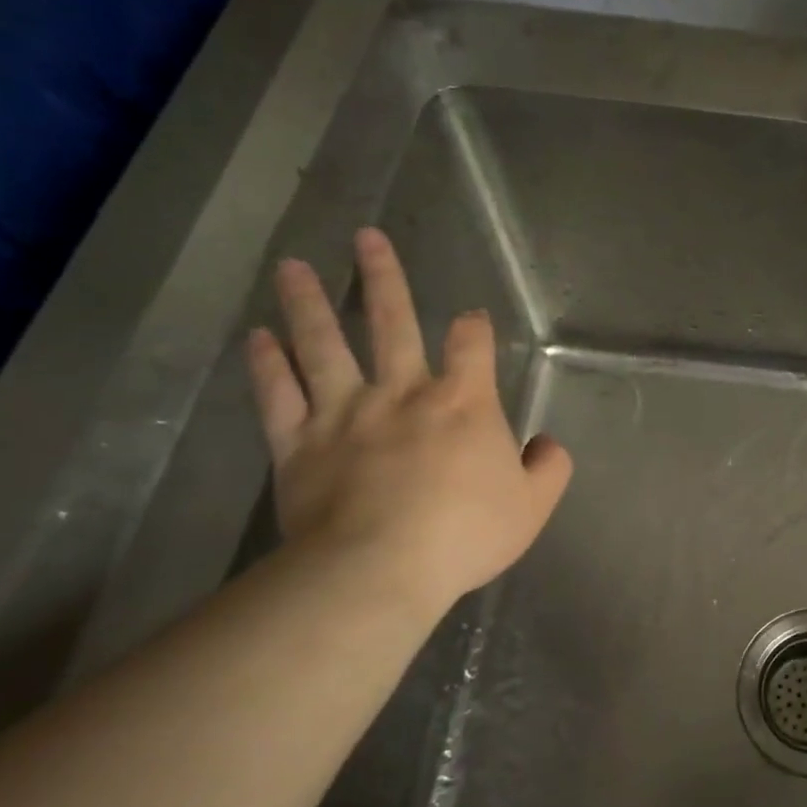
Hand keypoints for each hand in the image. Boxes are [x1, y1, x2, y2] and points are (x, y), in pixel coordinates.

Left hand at [245, 228, 571, 619]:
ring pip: (324, 347)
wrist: (380, 568)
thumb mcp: (533, 506)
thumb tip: (546, 445)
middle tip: (366, 237)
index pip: (473, 345)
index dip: (475, 327)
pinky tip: (257, 337)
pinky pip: (279, 397)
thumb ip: (549, 468)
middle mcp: (402, 393)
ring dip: (309, 304)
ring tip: (291, 266)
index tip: (472, 319)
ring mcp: (345, 414)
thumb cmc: (465, 533)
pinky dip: (267, 366)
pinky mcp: (299, 445)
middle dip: (383, 278)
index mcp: (463, 402)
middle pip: (392, 323)